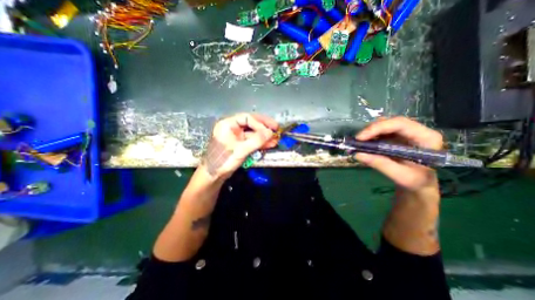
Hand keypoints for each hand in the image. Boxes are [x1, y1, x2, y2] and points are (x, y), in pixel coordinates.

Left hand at [198, 112, 277, 180]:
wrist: (214, 175)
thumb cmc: (223, 160)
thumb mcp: (240, 150)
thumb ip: (256, 140)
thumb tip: (270, 133)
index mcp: (228, 124)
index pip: (247, 118)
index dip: (260, 123)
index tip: (270, 130)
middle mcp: (232, 128)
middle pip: (251, 123)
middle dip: (264, 127)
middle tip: (276, 129)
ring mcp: (237, 136)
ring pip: (253, 133)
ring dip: (264, 137)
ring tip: (276, 139)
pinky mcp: (240, 144)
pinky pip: (252, 141)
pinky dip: (260, 143)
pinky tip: (269, 144)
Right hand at [354, 116, 443, 192]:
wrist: (420, 183)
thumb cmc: (417, 181)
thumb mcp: (401, 176)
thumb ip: (382, 164)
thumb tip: (358, 154)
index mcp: (426, 137)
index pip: (400, 124)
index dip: (378, 128)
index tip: (360, 138)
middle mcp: (416, 131)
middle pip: (389, 122)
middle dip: (370, 130)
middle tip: (356, 141)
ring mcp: (404, 133)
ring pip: (383, 125)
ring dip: (368, 133)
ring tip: (358, 144)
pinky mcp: (395, 137)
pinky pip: (379, 132)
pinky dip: (369, 138)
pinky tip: (362, 145)